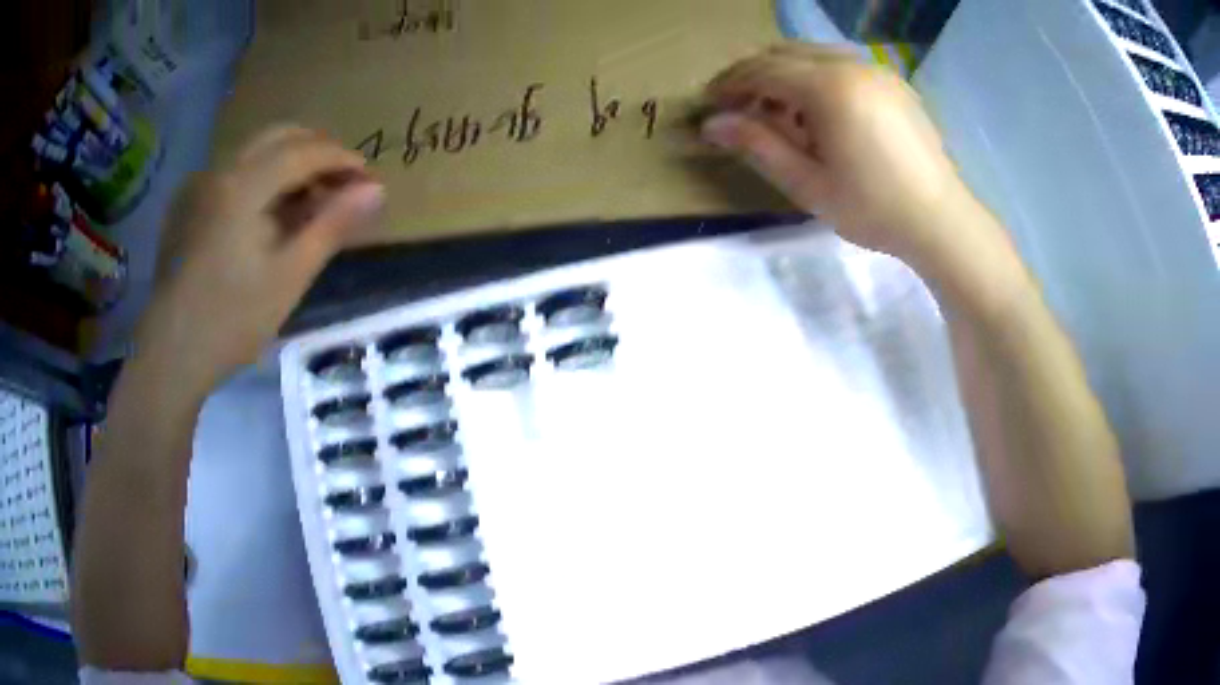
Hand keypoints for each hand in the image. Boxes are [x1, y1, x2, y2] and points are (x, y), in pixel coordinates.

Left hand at [143, 126, 383, 389]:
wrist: (170, 356)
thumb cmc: (231, 321)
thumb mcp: (289, 277)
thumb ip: (332, 226)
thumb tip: (377, 189)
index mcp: (242, 185)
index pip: (303, 151)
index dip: (341, 158)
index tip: (367, 179)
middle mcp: (219, 170)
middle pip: (278, 137)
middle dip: (316, 151)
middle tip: (341, 183)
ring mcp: (198, 186)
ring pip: (254, 152)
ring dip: (288, 163)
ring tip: (309, 200)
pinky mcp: (187, 205)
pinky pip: (232, 173)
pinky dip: (260, 178)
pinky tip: (267, 213)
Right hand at [701, 44, 976, 265]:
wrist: (941, 220)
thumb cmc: (873, 208)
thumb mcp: (808, 184)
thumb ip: (758, 146)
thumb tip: (711, 124)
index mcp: (829, 87)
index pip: (762, 71)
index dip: (730, 84)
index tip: (710, 104)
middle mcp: (851, 65)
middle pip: (784, 53)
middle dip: (754, 75)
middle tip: (738, 107)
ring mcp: (876, 70)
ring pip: (813, 54)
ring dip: (785, 74)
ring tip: (778, 112)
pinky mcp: (893, 82)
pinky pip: (842, 64)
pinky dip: (817, 77)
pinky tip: (820, 112)